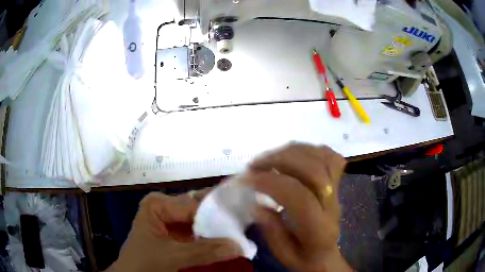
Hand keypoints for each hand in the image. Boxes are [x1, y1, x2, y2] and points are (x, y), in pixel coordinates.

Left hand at [107, 192, 242, 271]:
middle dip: (221, 217)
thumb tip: (239, 245)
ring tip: (242, 229)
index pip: (194, 205)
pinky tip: (229, 238)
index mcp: (158, 204)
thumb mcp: (172, 257)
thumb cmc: (145, 263)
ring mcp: (172, 220)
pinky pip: (199, 231)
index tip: (241, 222)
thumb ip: (204, 251)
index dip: (218, 215)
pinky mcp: (178, 234)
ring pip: (201, 220)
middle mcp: (166, 207)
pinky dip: (213, 236)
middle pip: (199, 209)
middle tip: (246, 220)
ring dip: (219, 227)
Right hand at [242, 143, 350, 271]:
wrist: (326, 256)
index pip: (300, 197)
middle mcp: (332, 205)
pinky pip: (330, 156)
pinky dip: (311, 149)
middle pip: (314, 171)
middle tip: (255, 165)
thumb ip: (271, 230)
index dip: (271, 182)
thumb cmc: (303, 258)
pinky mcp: (338, 184)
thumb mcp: (283, 254)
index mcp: (318, 229)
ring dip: (293, 151)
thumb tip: (256, 203)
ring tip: (270, 157)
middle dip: (280, 160)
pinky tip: (293, 154)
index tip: (247, 179)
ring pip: (323, 158)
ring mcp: (338, 191)